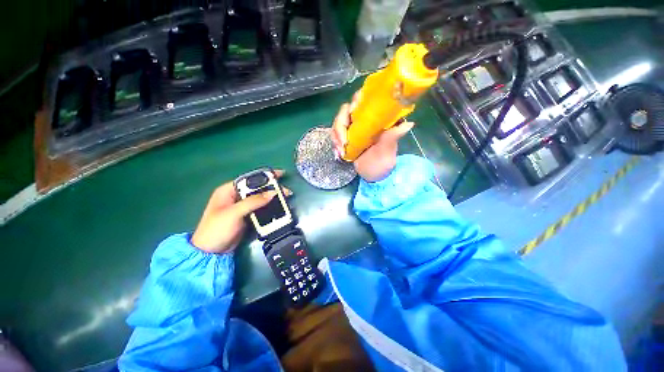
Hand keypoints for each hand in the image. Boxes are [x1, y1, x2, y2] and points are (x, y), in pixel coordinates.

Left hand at [191, 170, 290, 253]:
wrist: (212, 252)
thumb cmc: (217, 229)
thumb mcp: (234, 213)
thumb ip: (253, 202)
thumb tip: (273, 193)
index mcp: (228, 190)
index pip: (249, 179)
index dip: (265, 176)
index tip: (280, 175)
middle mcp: (236, 196)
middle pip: (257, 188)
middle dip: (272, 188)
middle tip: (286, 191)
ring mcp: (242, 206)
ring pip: (260, 198)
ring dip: (272, 197)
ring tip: (286, 198)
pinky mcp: (247, 215)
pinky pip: (261, 207)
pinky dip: (270, 206)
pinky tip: (279, 206)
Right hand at [331, 92, 413, 182]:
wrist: (373, 176)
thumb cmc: (382, 163)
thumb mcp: (388, 151)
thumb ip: (393, 138)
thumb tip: (409, 124)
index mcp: (375, 119)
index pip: (364, 99)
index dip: (356, 100)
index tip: (352, 112)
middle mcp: (363, 120)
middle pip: (345, 111)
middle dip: (340, 126)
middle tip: (343, 143)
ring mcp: (352, 128)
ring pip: (338, 123)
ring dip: (336, 137)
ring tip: (341, 152)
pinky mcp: (345, 137)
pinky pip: (335, 134)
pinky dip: (334, 143)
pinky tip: (339, 154)